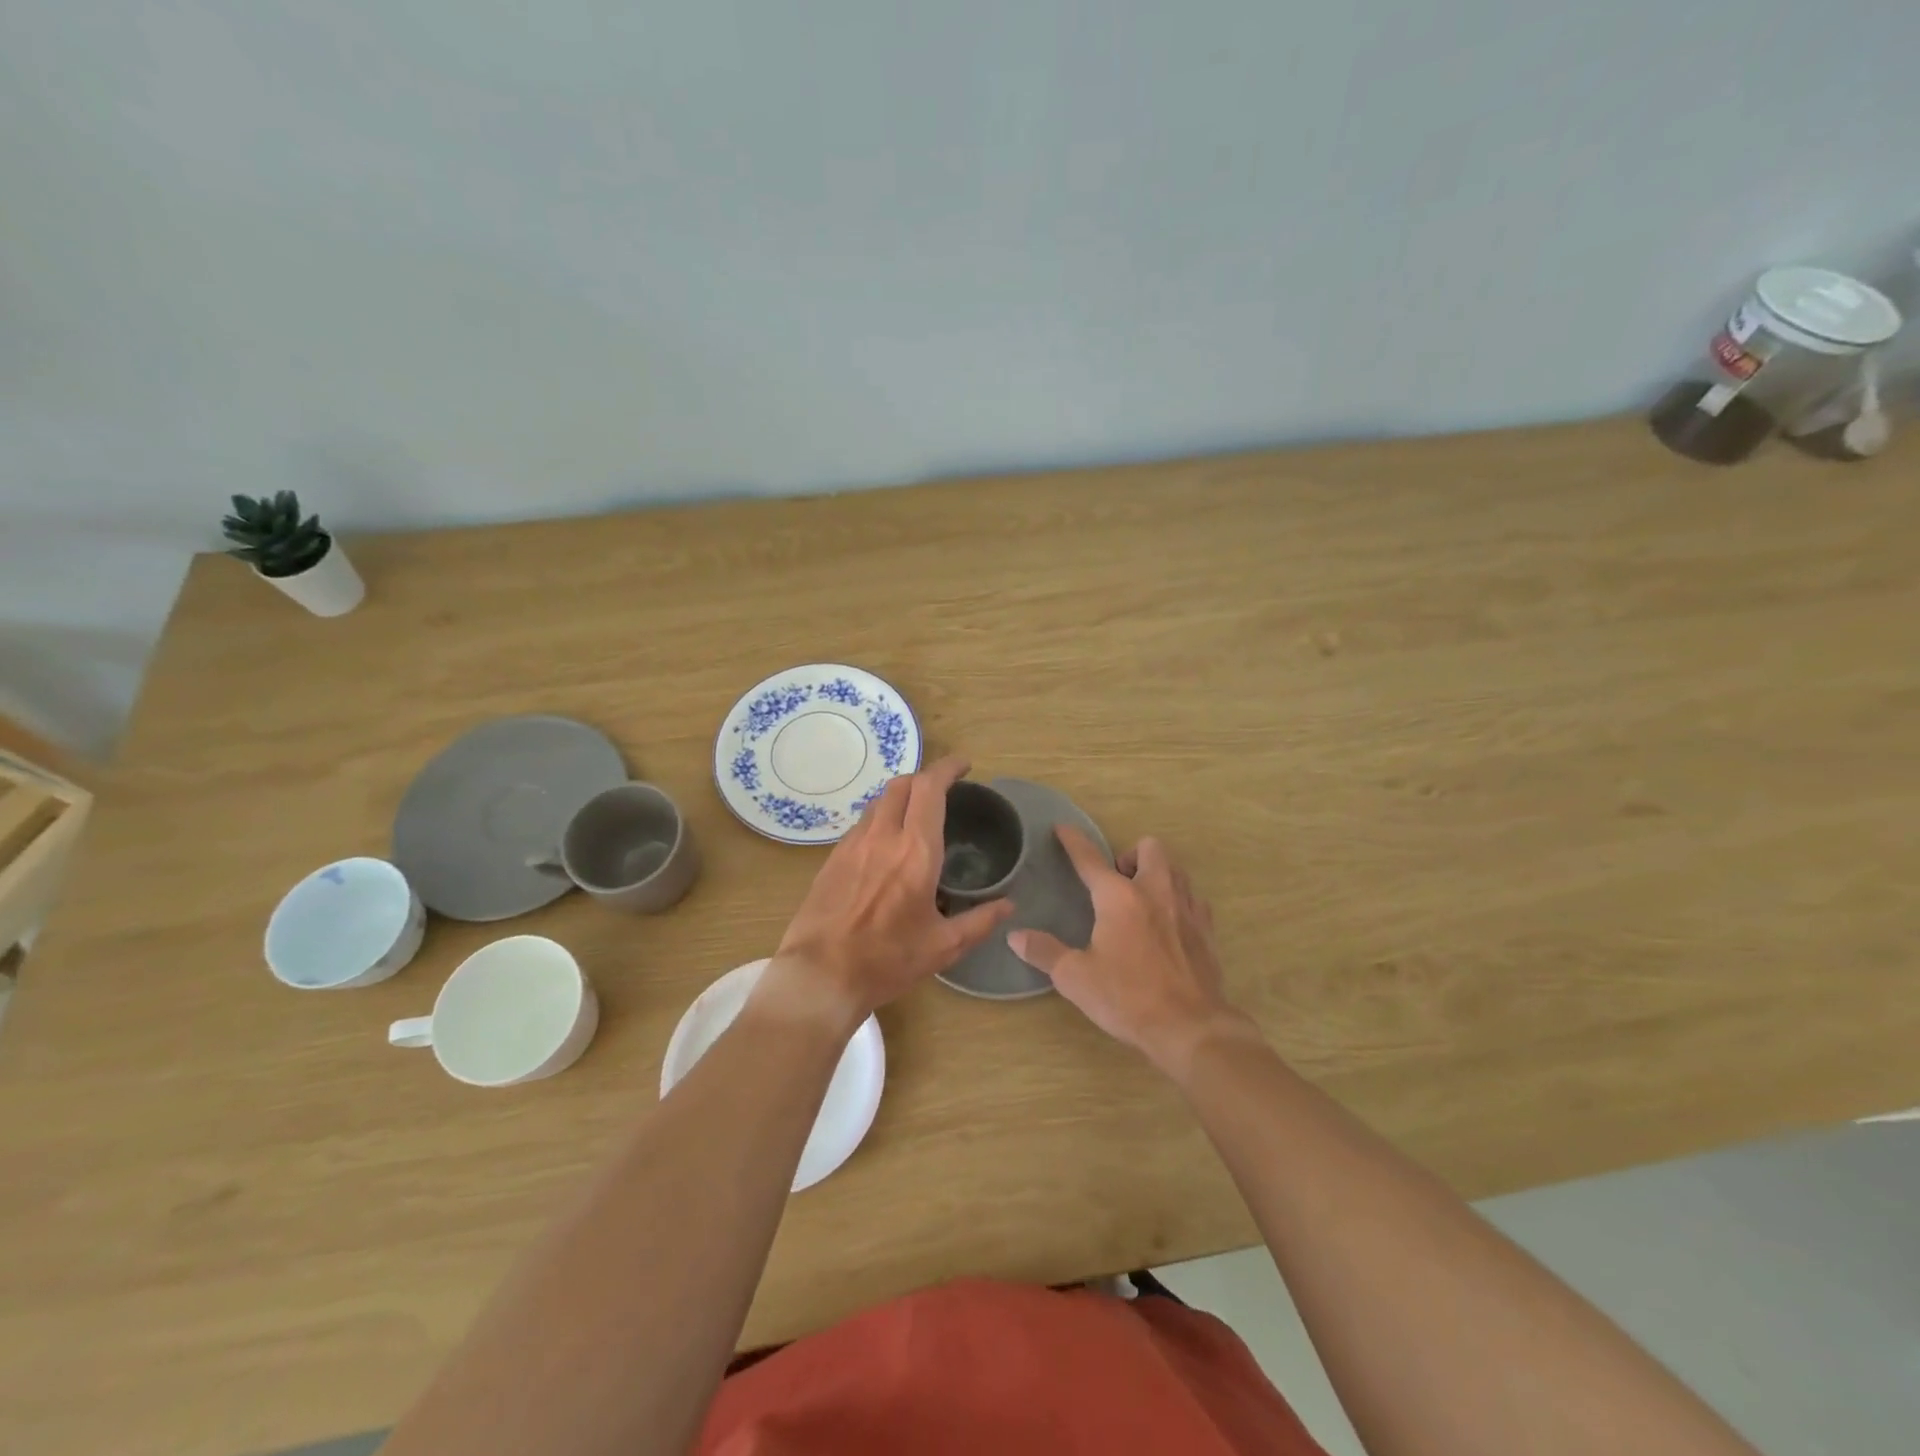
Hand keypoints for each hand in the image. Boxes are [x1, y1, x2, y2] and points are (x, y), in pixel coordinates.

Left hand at [760, 756, 1014, 1030]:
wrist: (819, 976)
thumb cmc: (886, 961)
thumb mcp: (943, 947)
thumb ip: (980, 921)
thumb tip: (1008, 905)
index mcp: (916, 852)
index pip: (930, 789)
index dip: (948, 768)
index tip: (963, 766)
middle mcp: (883, 837)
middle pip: (902, 784)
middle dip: (924, 778)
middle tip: (942, 790)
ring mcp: (853, 845)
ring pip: (878, 802)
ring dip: (900, 797)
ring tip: (915, 816)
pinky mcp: (833, 858)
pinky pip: (862, 824)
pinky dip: (880, 820)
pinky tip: (886, 846)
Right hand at [1009, 827, 1249, 1074]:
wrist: (1190, 1028)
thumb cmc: (1128, 998)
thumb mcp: (1076, 978)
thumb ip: (1044, 951)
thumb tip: (1015, 936)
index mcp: (1119, 898)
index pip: (1090, 858)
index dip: (1074, 841)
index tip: (1063, 828)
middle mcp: (1155, 891)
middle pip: (1149, 848)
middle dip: (1130, 855)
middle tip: (1116, 882)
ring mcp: (1186, 908)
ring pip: (1175, 869)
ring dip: (1157, 874)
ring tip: (1141, 899)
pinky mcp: (1206, 930)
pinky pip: (1193, 899)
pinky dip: (1178, 901)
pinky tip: (1168, 924)